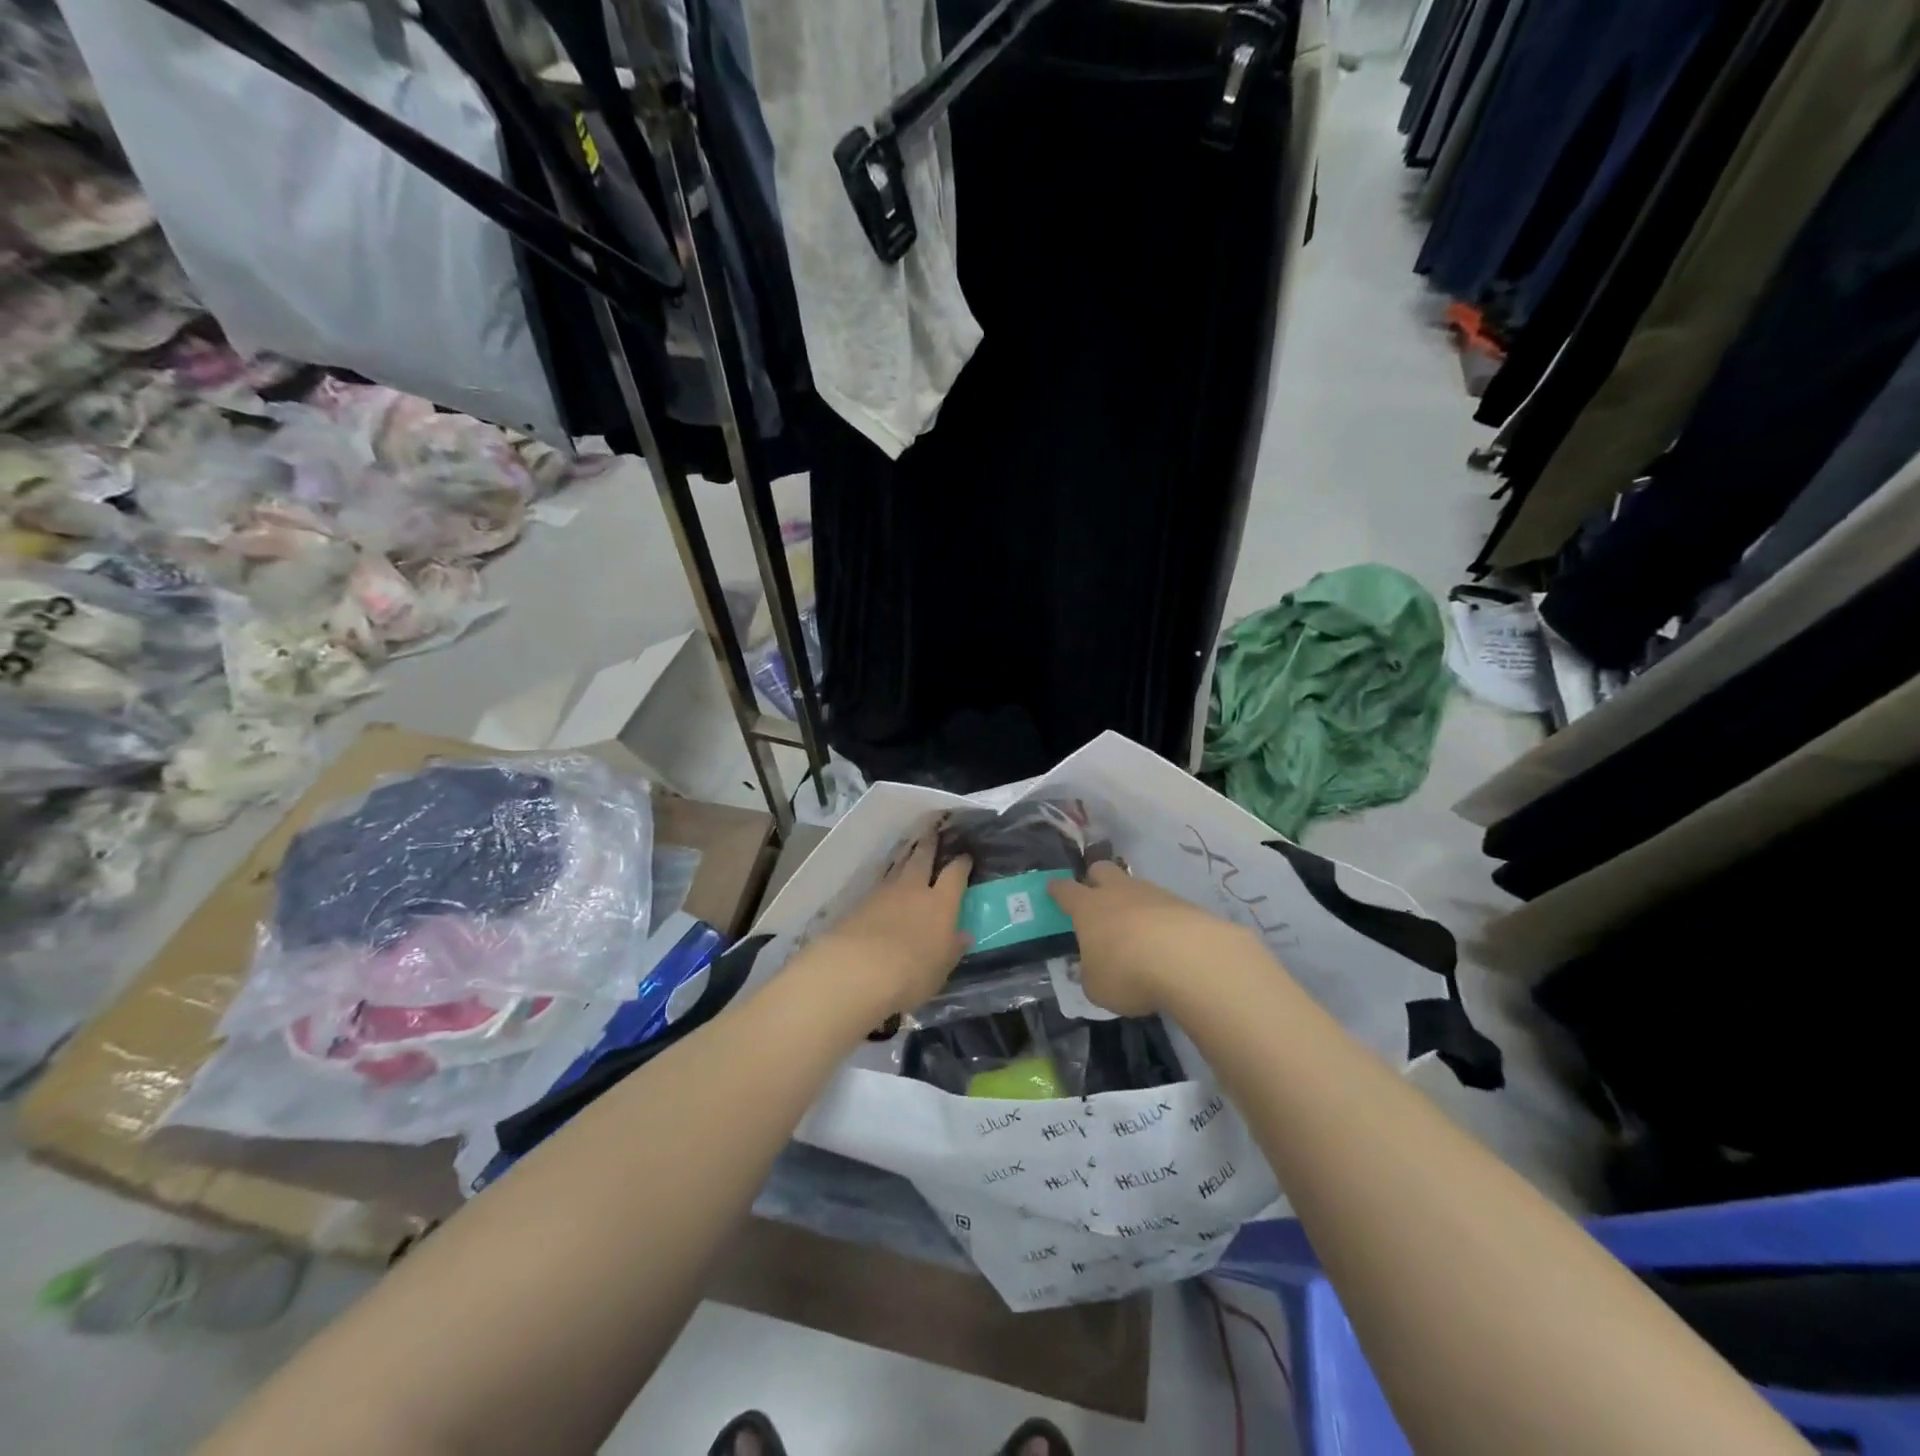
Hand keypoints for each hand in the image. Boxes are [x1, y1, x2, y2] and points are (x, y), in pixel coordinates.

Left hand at [801, 829, 971, 1022]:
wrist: (857, 969)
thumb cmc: (910, 973)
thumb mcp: (941, 968)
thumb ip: (952, 949)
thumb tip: (964, 934)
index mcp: (941, 903)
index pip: (955, 874)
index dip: (962, 863)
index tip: (965, 857)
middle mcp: (914, 889)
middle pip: (923, 857)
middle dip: (930, 842)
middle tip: (933, 829)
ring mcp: (884, 892)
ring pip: (898, 864)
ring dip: (905, 854)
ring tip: (910, 846)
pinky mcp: (859, 901)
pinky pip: (879, 881)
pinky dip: (886, 875)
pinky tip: (886, 879)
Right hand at [1049, 860, 1257, 1016]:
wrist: (1191, 960)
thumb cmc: (1129, 972)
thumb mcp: (1097, 987)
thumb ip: (1091, 975)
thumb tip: (1093, 969)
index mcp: (1088, 907)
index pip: (1065, 890)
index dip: (1057, 889)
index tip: (1053, 888)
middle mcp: (1118, 892)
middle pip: (1101, 870)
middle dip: (1095, 879)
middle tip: (1096, 898)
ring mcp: (1153, 894)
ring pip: (1135, 886)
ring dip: (1132, 901)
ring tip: (1137, 930)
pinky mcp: (1184, 904)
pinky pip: (1164, 905)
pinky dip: (1161, 919)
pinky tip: (1166, 942)